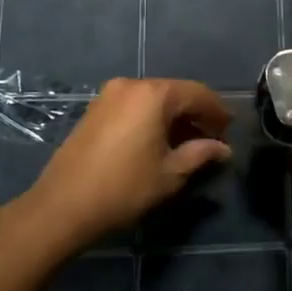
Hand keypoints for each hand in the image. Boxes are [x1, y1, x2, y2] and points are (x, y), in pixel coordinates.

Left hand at [30, 78, 231, 251]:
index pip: (198, 94)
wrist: (62, 205)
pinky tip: (157, 141)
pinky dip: (150, 118)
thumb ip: (201, 154)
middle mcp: (132, 85)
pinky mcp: (95, 109)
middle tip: (211, 139)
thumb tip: (223, 149)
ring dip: (173, 117)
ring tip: (186, 143)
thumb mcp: (170, 174)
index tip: (229, 133)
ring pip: (153, 99)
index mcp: (155, 94)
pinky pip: (134, 106)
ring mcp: (109, 95)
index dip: (217, 112)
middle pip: (175, 93)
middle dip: (195, 114)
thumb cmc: (124, 188)